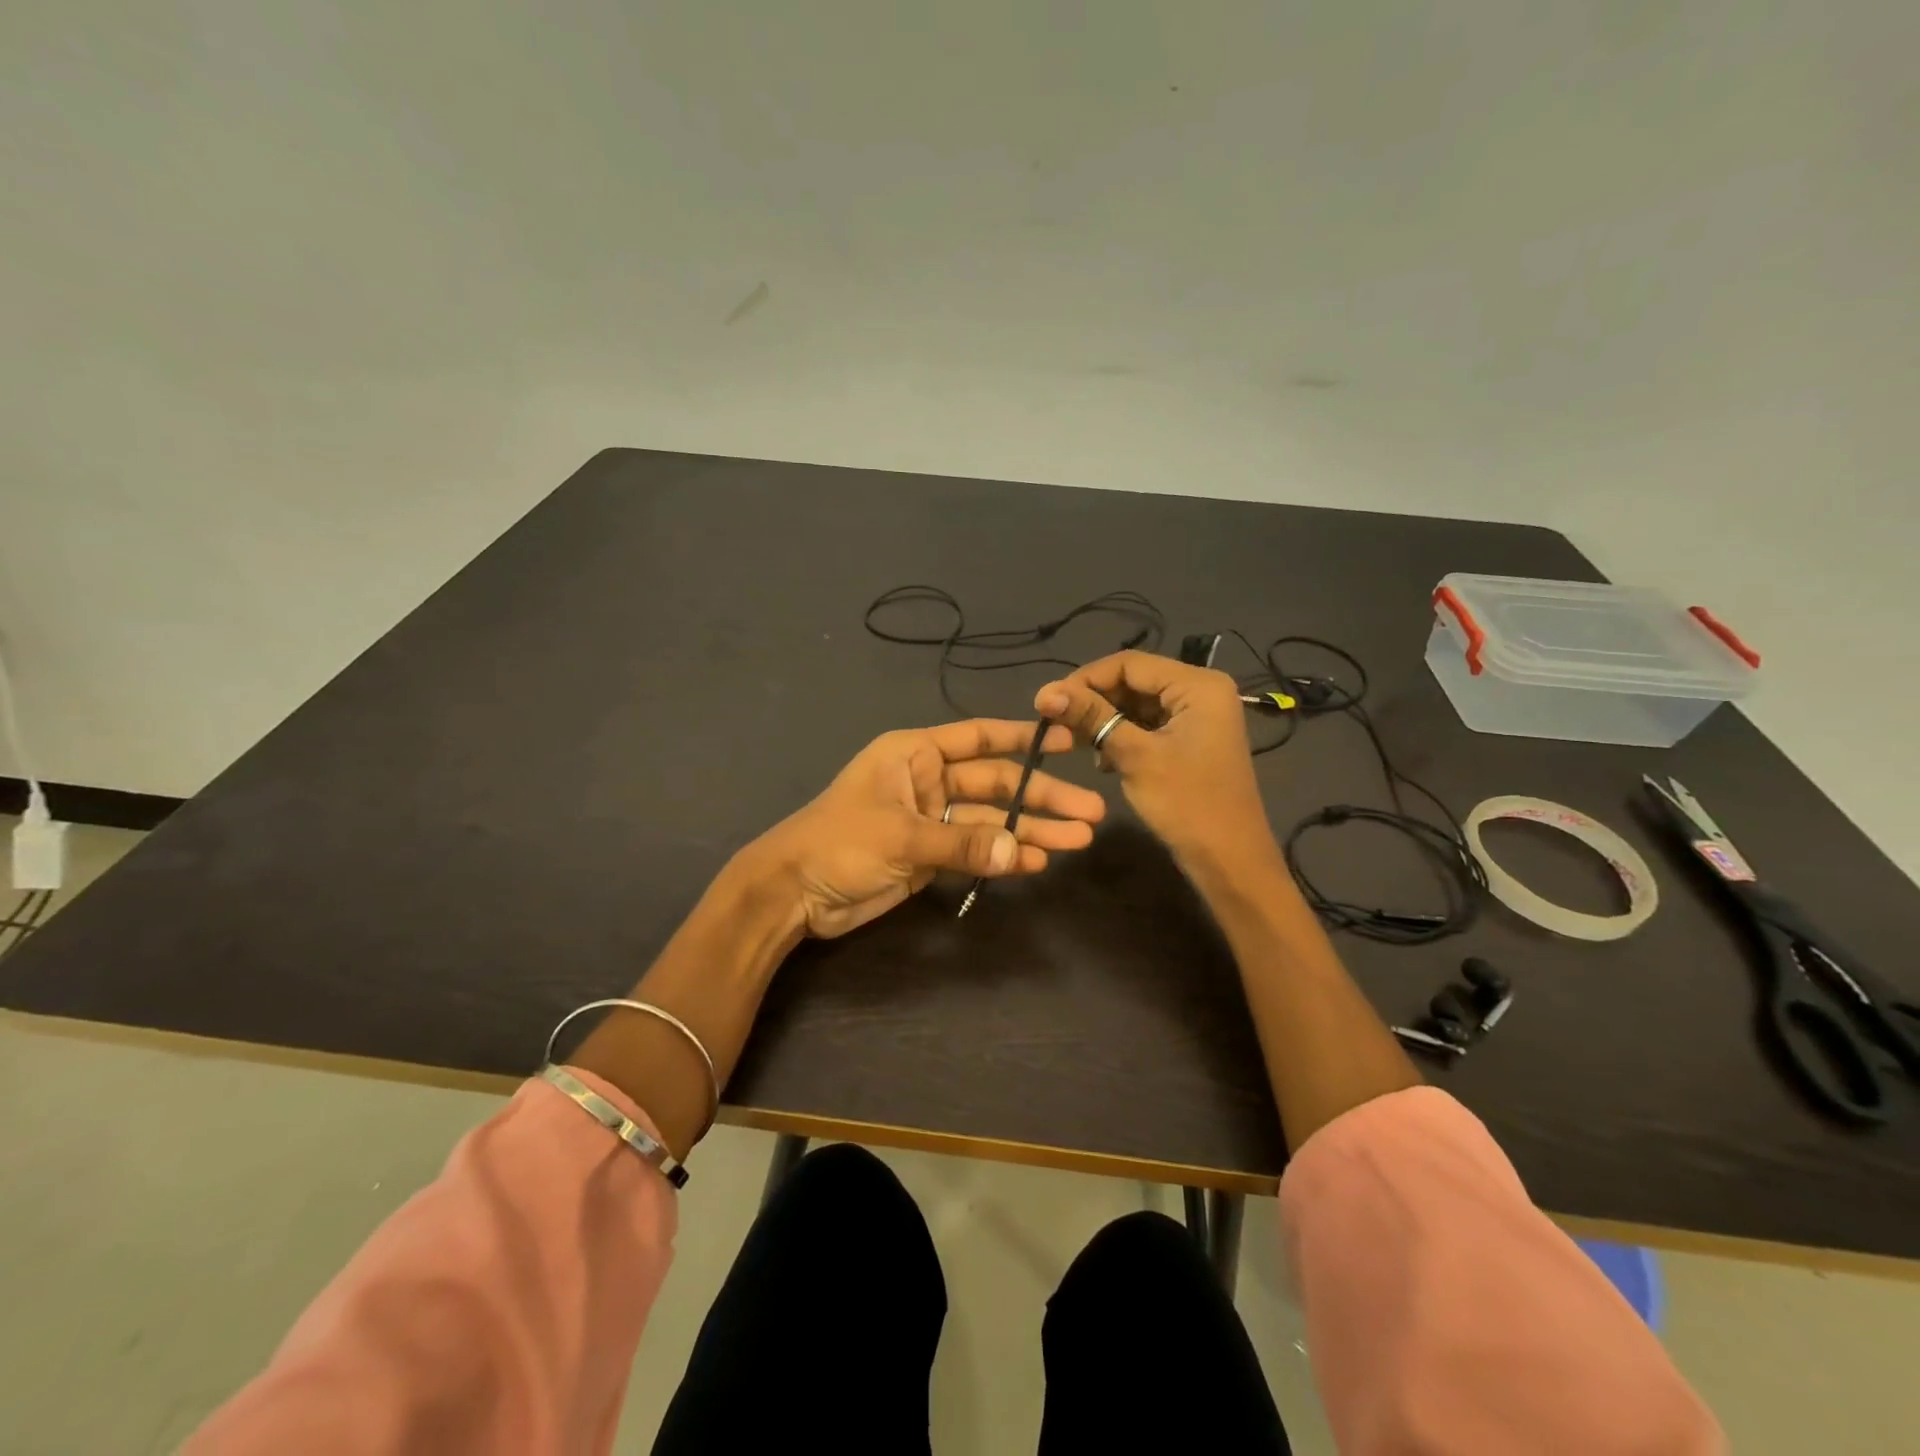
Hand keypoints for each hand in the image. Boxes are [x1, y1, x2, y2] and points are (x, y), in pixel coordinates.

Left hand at [736, 719, 1105, 938]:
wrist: (794, 892)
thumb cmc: (839, 842)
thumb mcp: (901, 836)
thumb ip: (963, 844)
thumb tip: (1022, 852)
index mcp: (915, 753)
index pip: (979, 738)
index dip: (1024, 739)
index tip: (1067, 742)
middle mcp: (928, 780)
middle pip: (995, 785)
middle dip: (1041, 798)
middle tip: (1090, 813)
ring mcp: (932, 819)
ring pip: (991, 821)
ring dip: (1031, 831)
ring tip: (1078, 841)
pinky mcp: (931, 855)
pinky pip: (976, 851)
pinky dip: (1003, 857)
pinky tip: (1036, 862)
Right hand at [1035, 652, 1272, 870]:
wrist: (1229, 861)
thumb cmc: (1187, 804)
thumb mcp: (1135, 756)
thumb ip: (1092, 717)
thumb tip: (1045, 690)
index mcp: (1198, 685)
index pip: (1129, 663)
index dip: (1084, 679)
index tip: (1046, 702)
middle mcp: (1200, 691)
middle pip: (1133, 681)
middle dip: (1094, 700)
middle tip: (1054, 722)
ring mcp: (1197, 717)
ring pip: (1137, 704)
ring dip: (1105, 720)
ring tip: (1074, 742)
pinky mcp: (1189, 740)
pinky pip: (1148, 725)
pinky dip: (1121, 736)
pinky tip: (1102, 758)